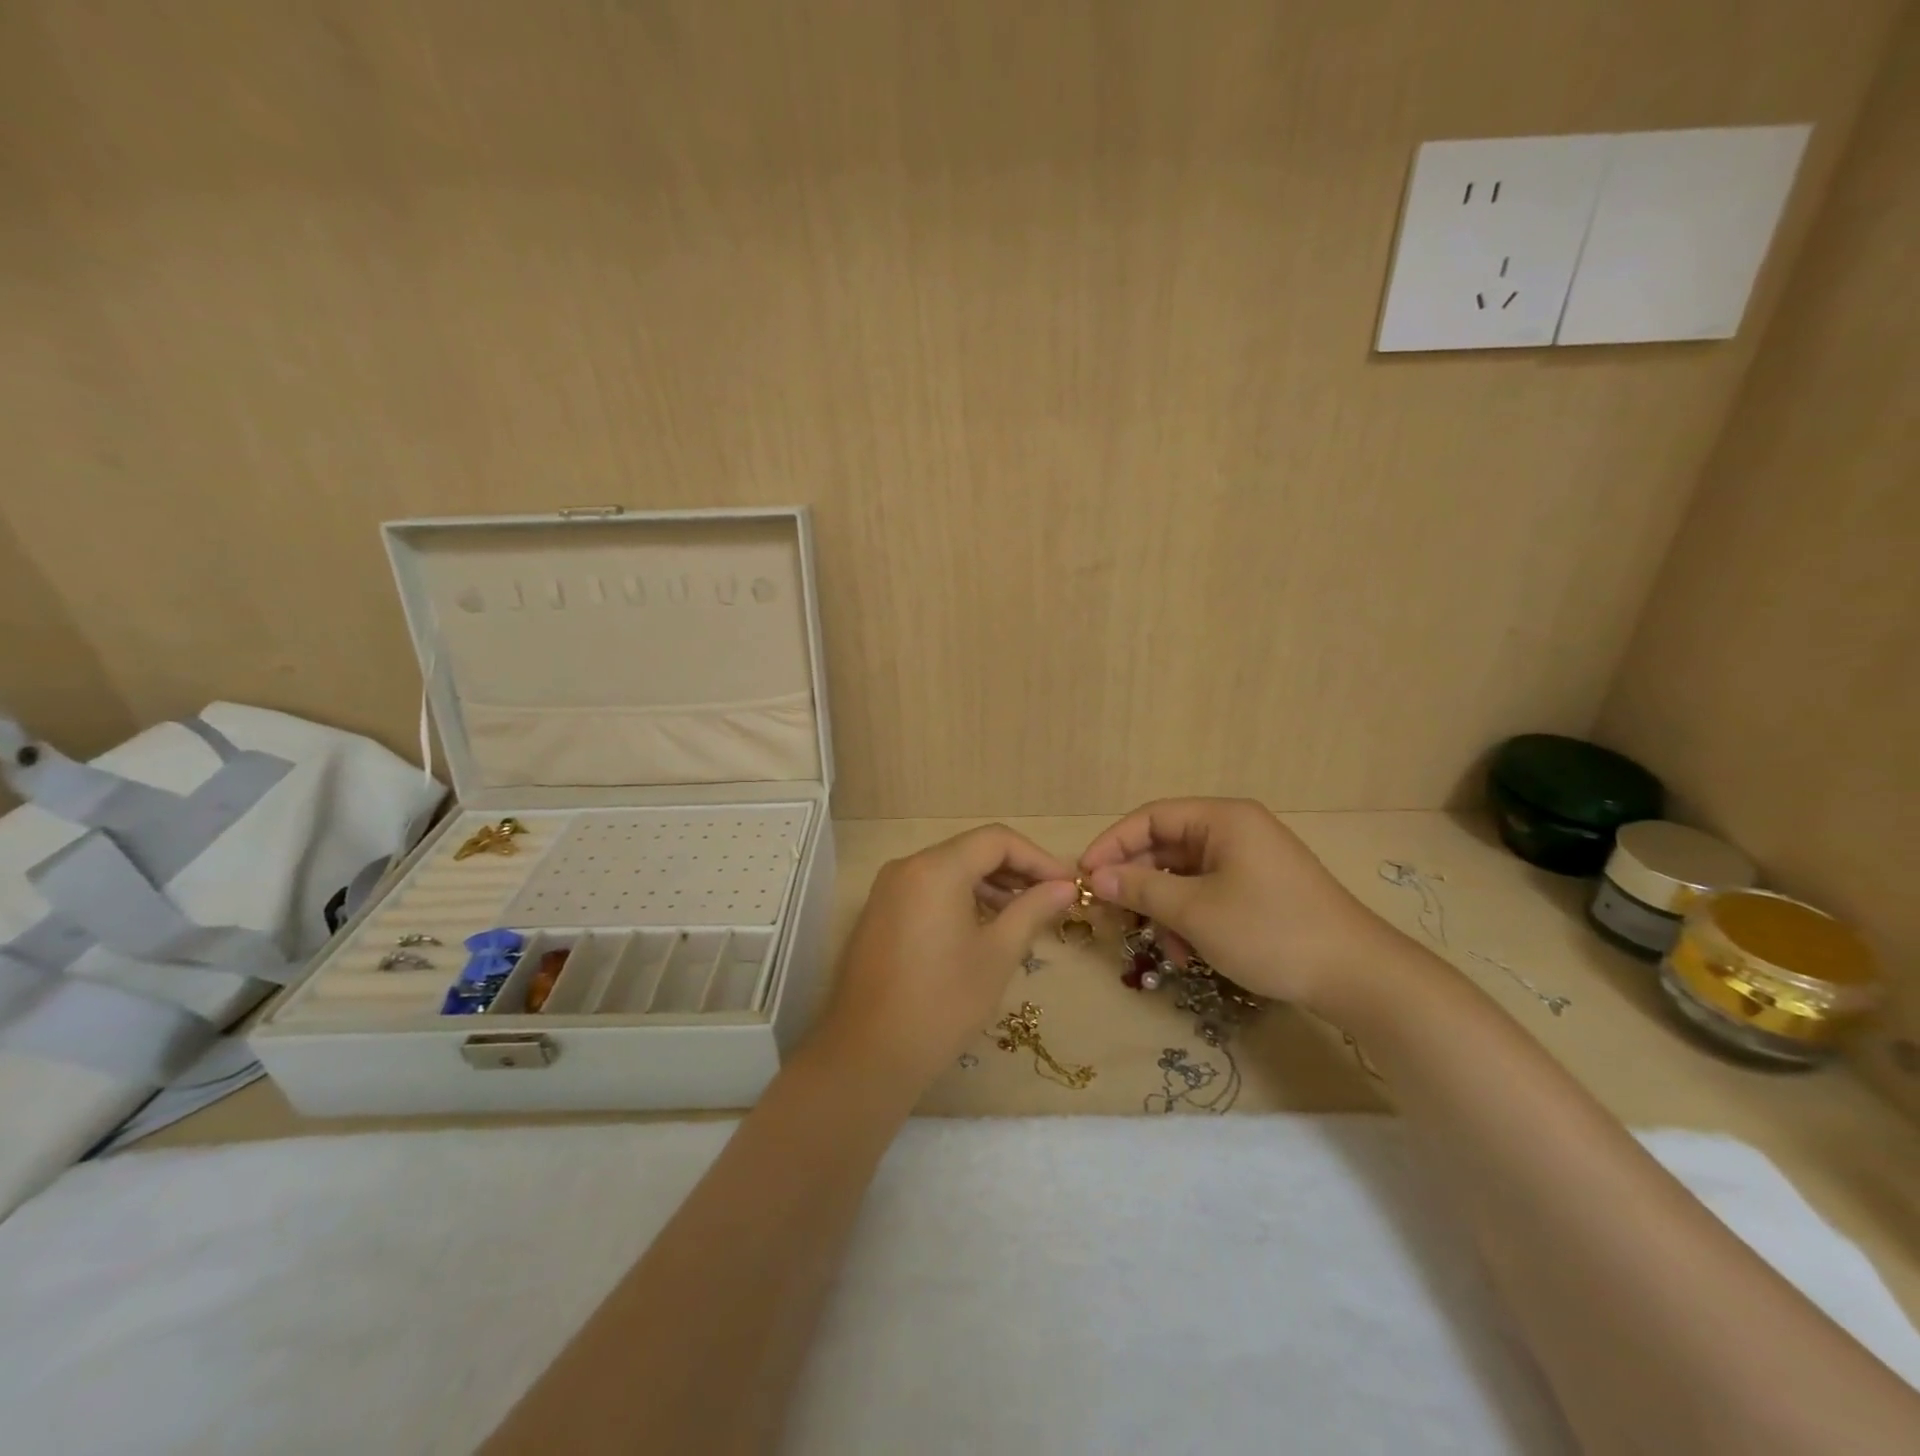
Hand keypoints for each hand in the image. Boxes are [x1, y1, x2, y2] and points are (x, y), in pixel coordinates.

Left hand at [818, 825, 1078, 1090]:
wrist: (869, 1055)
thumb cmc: (943, 1003)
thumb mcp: (998, 954)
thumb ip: (1032, 910)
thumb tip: (1064, 887)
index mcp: (936, 868)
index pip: (996, 840)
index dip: (1037, 857)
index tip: (1066, 885)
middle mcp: (907, 866)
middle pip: (971, 850)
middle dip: (1014, 870)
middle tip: (1050, 900)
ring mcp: (887, 889)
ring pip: (949, 869)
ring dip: (988, 885)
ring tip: (1022, 916)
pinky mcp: (879, 913)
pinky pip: (928, 889)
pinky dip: (960, 898)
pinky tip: (983, 928)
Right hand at [1080, 798, 1403, 1014]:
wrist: (1359, 977)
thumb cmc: (1270, 931)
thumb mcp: (1195, 911)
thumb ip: (1140, 889)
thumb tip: (1095, 877)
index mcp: (1222, 819)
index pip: (1151, 817)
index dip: (1113, 844)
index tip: (1085, 875)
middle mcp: (1235, 830)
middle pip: (1166, 846)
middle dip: (1138, 883)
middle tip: (1111, 916)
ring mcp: (1250, 861)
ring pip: (1185, 876)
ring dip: (1165, 909)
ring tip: (1164, 948)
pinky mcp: (1260, 890)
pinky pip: (1208, 893)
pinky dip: (1191, 919)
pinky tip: (1190, 954)